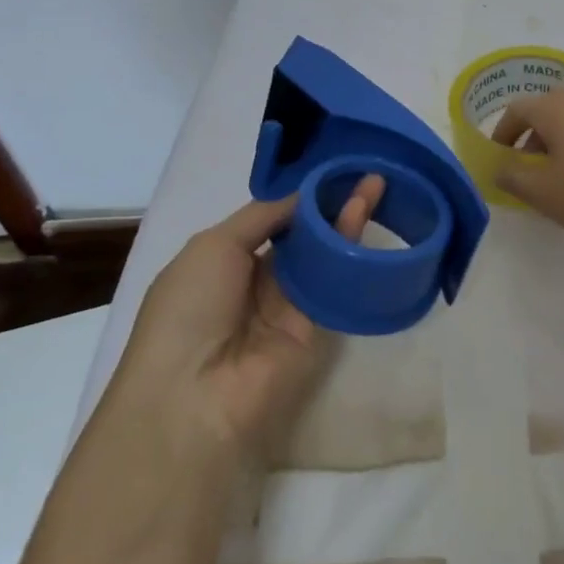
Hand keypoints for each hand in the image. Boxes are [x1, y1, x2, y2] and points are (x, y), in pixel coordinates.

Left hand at [113, 175, 384, 461]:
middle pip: (302, 235)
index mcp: (223, 261)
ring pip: (322, 254)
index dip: (298, 196)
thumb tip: (303, 194)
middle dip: (329, 203)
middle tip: (363, 172)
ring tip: (374, 183)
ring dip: (345, 218)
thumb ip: (263, 215)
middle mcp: (257, 282)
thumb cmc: (189, 309)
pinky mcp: (319, 329)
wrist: (195, 394)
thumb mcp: (213, 245)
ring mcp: (289, 307)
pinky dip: (350, 247)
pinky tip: (363, 212)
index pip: (270, 221)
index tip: (329, 169)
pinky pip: (335, 282)